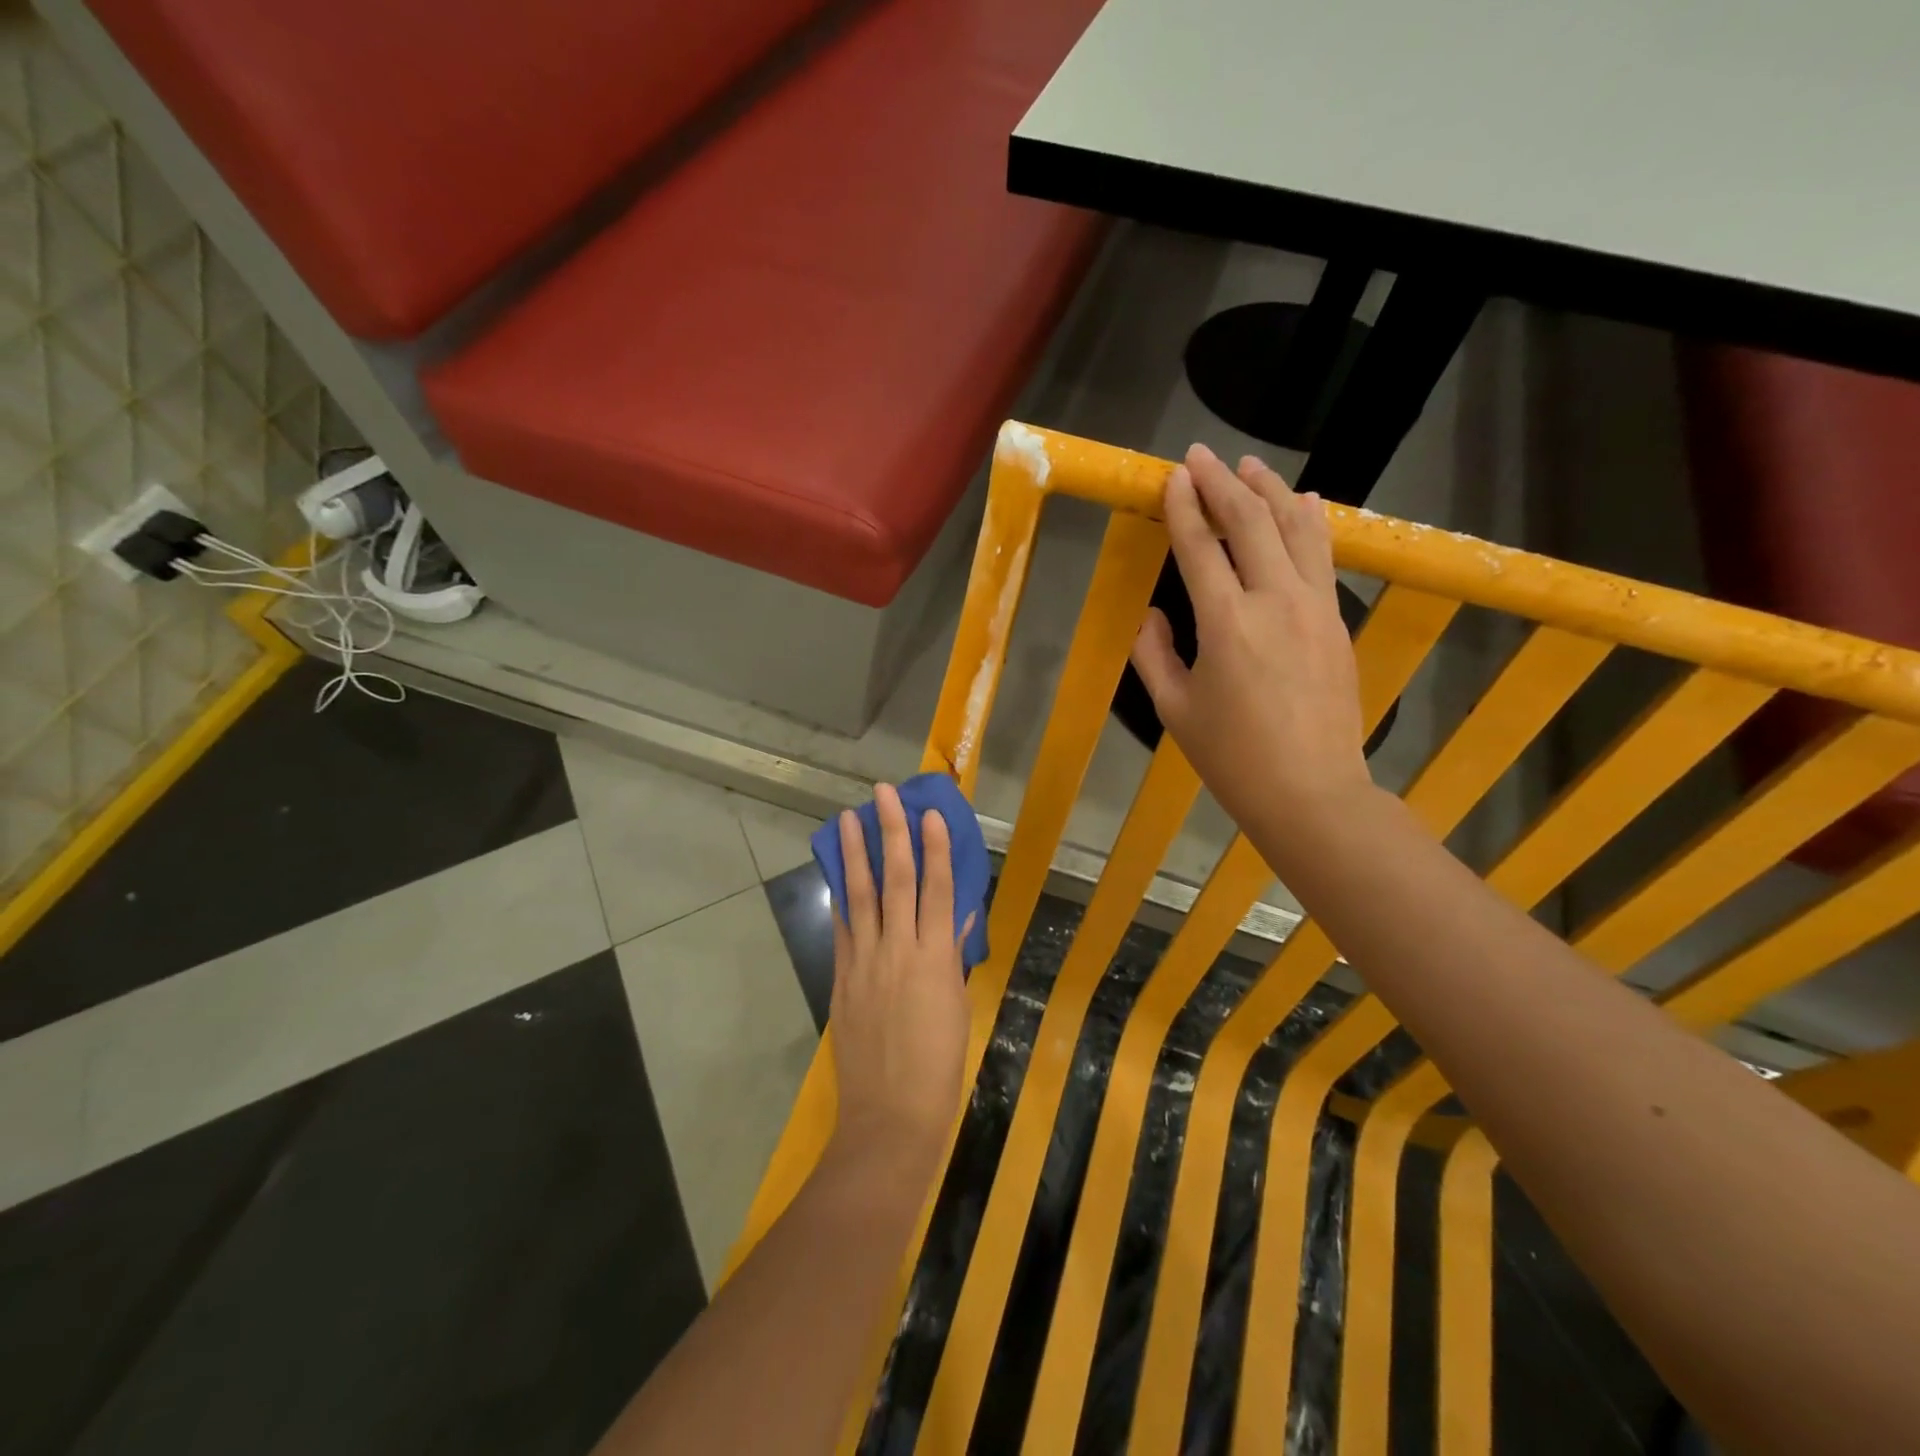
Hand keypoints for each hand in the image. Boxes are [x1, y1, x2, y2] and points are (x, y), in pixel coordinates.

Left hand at [826, 784, 971, 1175]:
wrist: (891, 1116)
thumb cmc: (941, 1066)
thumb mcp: (959, 1007)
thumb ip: (955, 957)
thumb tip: (959, 918)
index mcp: (937, 957)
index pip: (938, 888)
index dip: (935, 847)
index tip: (930, 813)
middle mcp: (899, 948)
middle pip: (896, 879)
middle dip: (891, 832)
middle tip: (883, 794)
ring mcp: (865, 961)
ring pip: (860, 894)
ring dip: (855, 852)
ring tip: (849, 817)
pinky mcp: (841, 977)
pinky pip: (843, 927)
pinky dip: (842, 896)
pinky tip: (838, 872)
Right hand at [1131, 444, 1371, 854]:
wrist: (1311, 791)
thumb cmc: (1232, 757)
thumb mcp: (1175, 709)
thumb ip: (1154, 654)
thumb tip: (1154, 613)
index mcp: (1225, 623)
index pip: (1199, 547)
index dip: (1184, 507)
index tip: (1173, 476)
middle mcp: (1273, 600)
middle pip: (1249, 523)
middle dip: (1221, 484)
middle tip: (1200, 456)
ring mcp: (1313, 606)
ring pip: (1294, 528)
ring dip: (1269, 491)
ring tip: (1248, 466)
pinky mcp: (1335, 620)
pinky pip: (1322, 555)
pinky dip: (1310, 521)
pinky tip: (1303, 500)